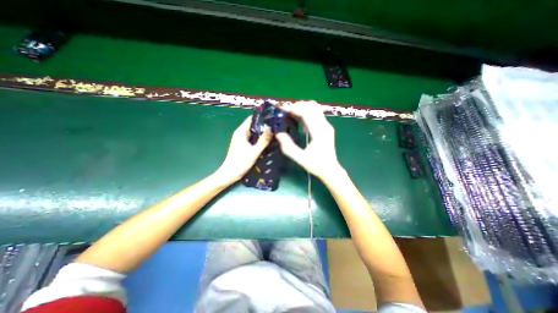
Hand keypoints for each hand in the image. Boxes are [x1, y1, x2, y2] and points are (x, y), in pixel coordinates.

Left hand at [216, 116, 272, 181]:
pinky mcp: (243, 144)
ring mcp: (242, 139)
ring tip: (274, 130)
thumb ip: (263, 140)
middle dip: (263, 124)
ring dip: (262, 131)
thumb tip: (271, 128)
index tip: (272, 116)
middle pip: (253, 124)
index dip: (261, 116)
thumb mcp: (254, 151)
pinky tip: (267, 139)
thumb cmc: (241, 162)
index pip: (251, 118)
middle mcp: (241, 133)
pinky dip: (259, 137)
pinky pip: (253, 137)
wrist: (230, 174)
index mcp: (241, 132)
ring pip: (253, 131)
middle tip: (276, 124)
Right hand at [274, 100, 344, 180]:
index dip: (293, 109)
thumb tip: (278, 133)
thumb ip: (288, 147)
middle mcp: (325, 126)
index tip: (282, 109)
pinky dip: (307, 112)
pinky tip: (300, 120)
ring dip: (303, 107)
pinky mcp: (327, 128)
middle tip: (286, 110)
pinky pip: (317, 114)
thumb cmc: (316, 165)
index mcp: (319, 132)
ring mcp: (327, 126)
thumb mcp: (300, 158)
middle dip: (298, 105)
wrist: (331, 170)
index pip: (306, 113)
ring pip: (316, 109)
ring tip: (292, 113)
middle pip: (312, 106)